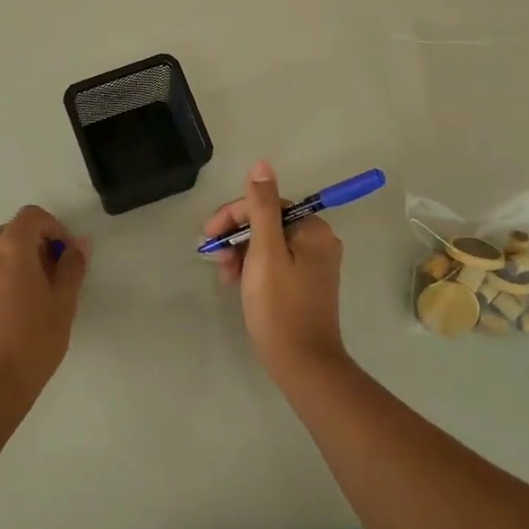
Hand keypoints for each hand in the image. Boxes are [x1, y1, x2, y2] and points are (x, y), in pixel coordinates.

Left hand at [0, 206, 89, 421]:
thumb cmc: (32, 342)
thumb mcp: (63, 303)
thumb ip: (72, 266)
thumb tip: (79, 243)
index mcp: (10, 248)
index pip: (31, 216)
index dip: (54, 227)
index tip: (66, 254)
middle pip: (12, 231)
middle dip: (36, 243)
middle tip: (55, 275)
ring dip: (17, 260)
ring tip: (34, 294)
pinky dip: (0, 276)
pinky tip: (13, 309)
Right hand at [204, 160, 346, 380]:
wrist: (302, 364)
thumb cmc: (279, 306)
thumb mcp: (264, 252)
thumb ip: (261, 207)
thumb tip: (262, 165)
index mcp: (313, 229)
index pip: (266, 205)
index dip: (234, 216)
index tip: (209, 237)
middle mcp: (319, 241)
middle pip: (268, 223)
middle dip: (237, 237)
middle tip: (215, 259)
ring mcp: (314, 264)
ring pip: (268, 244)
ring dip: (242, 254)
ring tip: (225, 277)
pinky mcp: (306, 284)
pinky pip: (275, 263)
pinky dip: (254, 268)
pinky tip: (238, 284)